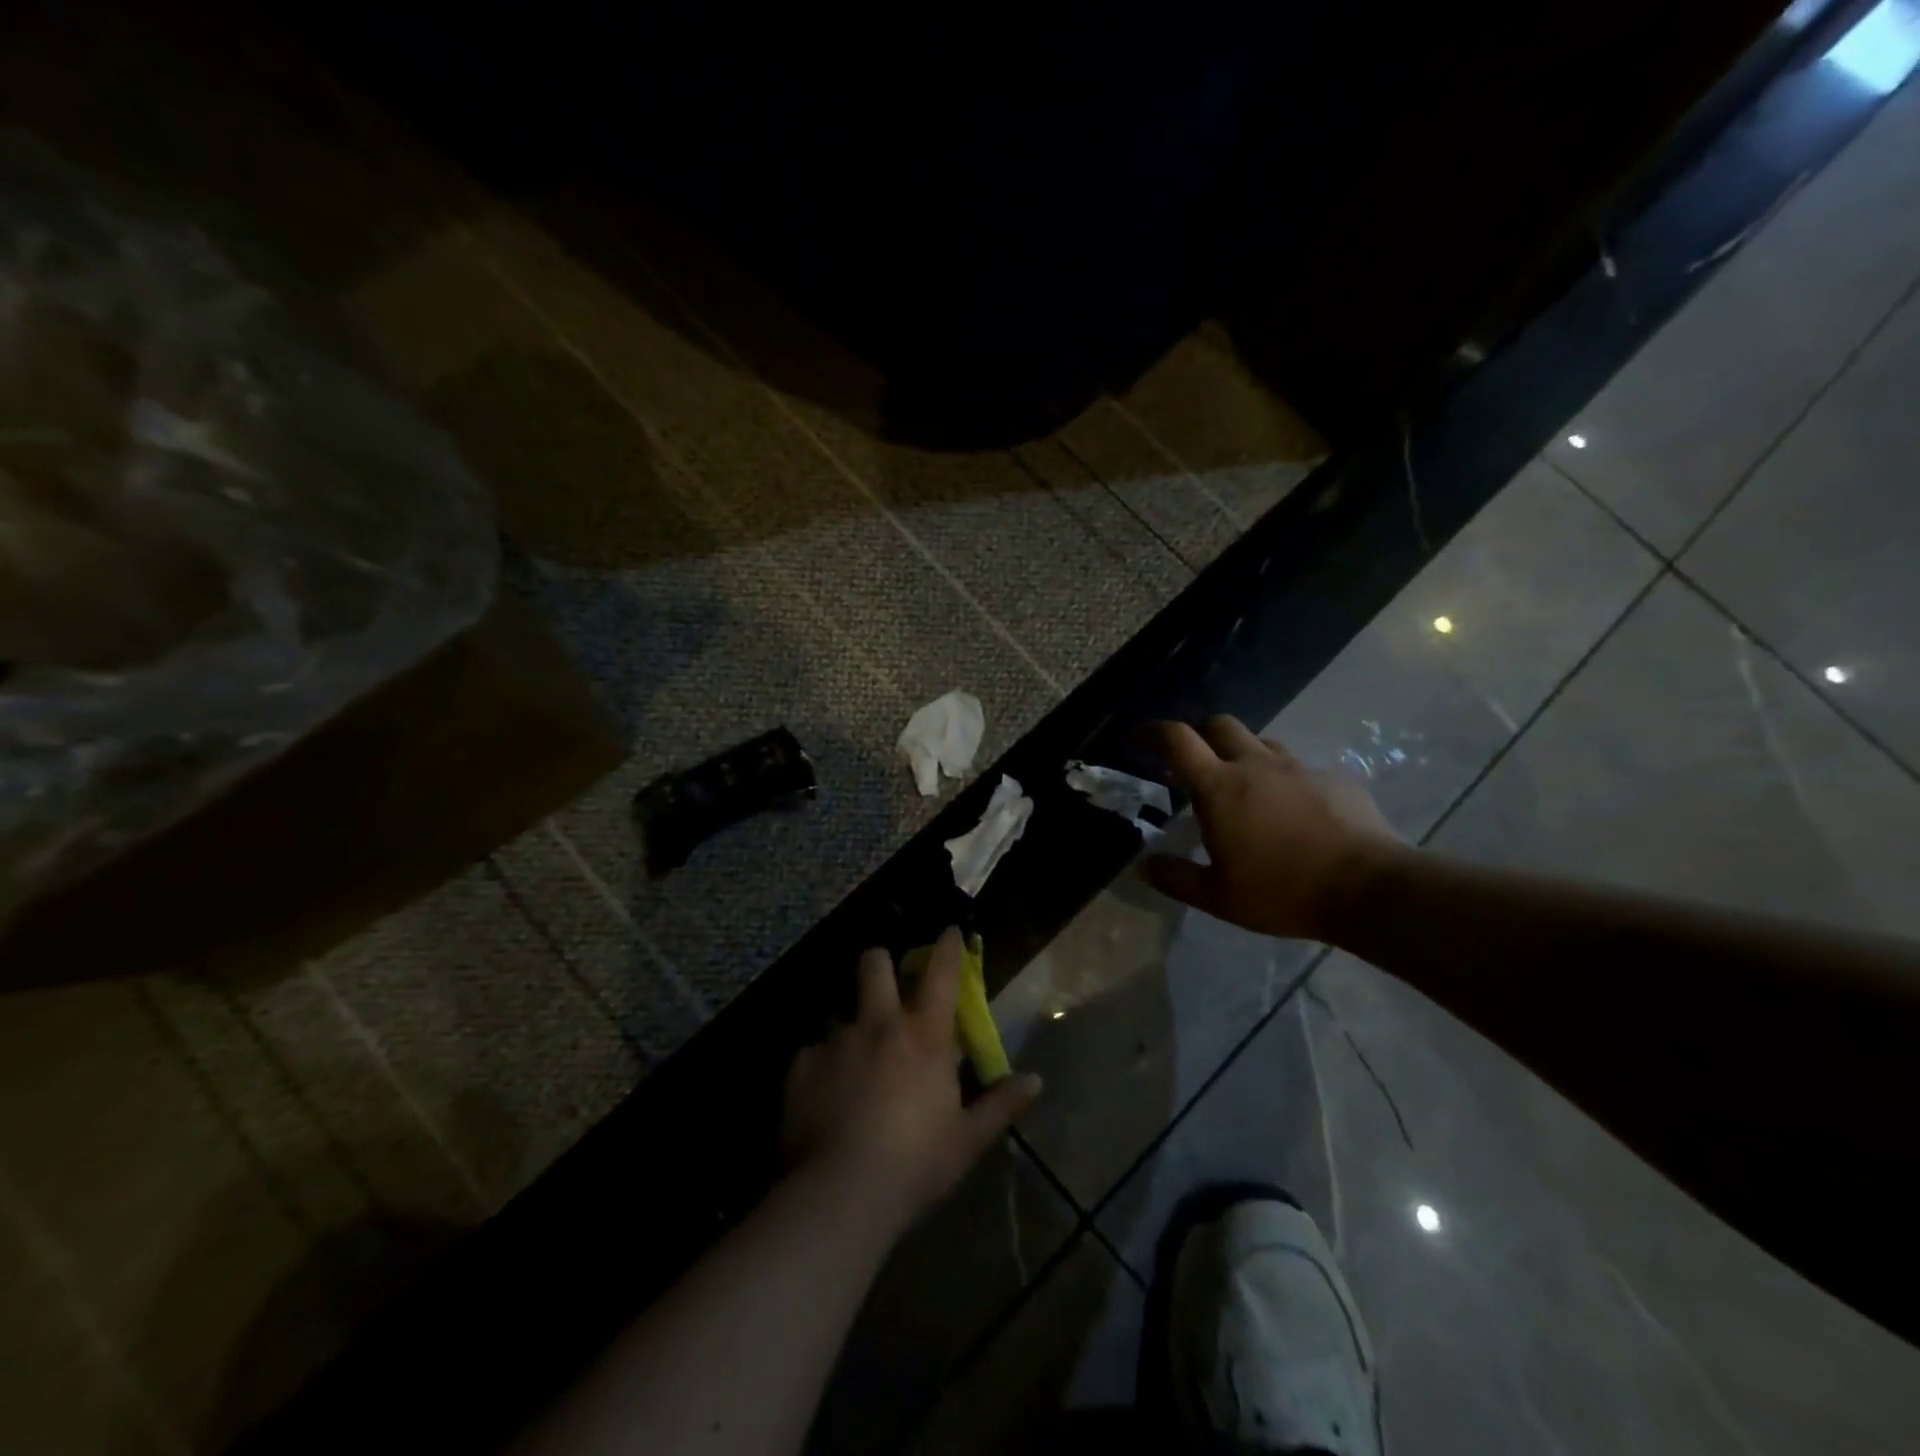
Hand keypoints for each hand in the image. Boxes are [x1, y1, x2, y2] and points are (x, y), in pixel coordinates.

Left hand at [782, 927, 1041, 1238]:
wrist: (840, 1195)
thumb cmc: (915, 1164)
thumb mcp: (966, 1140)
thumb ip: (1001, 1105)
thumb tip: (1036, 1080)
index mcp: (924, 1035)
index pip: (940, 973)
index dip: (946, 947)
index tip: (948, 931)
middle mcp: (878, 1024)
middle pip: (874, 963)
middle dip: (881, 964)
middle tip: (885, 986)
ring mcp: (836, 1040)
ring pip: (840, 1009)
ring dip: (850, 1025)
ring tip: (852, 1060)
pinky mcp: (802, 1064)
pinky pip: (813, 1051)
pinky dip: (822, 1066)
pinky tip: (824, 1098)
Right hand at [1141, 717, 1400, 941]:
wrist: (1370, 889)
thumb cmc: (1282, 891)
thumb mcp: (1218, 897)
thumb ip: (1176, 877)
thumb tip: (1144, 864)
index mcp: (1220, 787)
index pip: (1177, 739)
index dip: (1153, 732)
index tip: (1139, 738)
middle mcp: (1256, 765)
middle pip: (1220, 725)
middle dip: (1200, 735)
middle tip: (1194, 763)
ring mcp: (1299, 768)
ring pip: (1261, 743)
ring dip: (1243, 754)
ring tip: (1245, 787)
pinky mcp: (1335, 778)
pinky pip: (1300, 769)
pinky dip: (1286, 781)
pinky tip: (1295, 812)